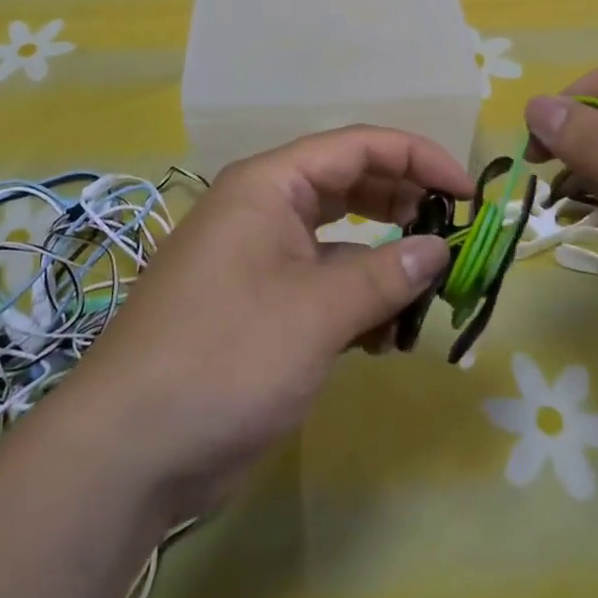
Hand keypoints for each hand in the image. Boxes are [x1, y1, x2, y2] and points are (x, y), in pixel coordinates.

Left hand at [60, 127, 463, 515]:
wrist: (129, 451)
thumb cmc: (225, 357)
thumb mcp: (316, 312)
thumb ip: (385, 274)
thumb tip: (439, 249)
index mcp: (269, 186)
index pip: (357, 147)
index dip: (418, 158)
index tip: (467, 192)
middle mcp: (263, 210)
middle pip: (349, 185)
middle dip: (403, 204)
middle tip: (452, 234)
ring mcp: (259, 259)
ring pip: (339, 239)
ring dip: (384, 260)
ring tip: (425, 290)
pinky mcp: (260, 305)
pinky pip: (323, 283)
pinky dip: (357, 299)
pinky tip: (384, 335)